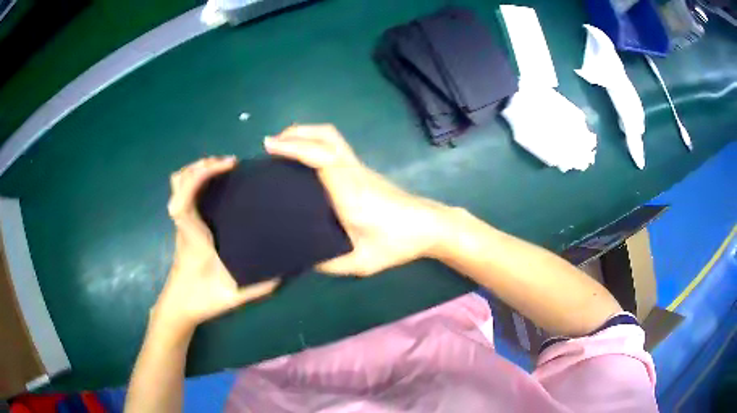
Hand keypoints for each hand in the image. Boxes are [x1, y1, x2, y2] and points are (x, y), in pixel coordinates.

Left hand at [154, 157, 279, 331]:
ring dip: (197, 169)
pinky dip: (195, 178)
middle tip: (229, 165)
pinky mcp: (183, 224)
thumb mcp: (234, 296)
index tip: (228, 166)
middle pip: (177, 183)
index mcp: (194, 238)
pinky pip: (182, 191)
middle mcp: (184, 225)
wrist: (178, 305)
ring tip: (222, 168)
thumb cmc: (202, 299)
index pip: (183, 202)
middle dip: (201, 166)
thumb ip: (260, 285)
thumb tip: (287, 269)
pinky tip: (214, 183)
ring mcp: (181, 223)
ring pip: (177, 184)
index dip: (200, 177)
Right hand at [264, 124, 453, 275]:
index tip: (269, 147)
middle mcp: (353, 172)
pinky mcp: (363, 170)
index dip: (293, 147)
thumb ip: (328, 262)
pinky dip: (314, 144)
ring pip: (332, 138)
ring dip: (306, 135)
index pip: (320, 158)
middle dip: (297, 133)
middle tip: (271, 145)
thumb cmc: (398, 243)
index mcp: (349, 192)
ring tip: (282, 147)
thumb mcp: (361, 262)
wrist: (429, 226)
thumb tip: (302, 256)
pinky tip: (303, 161)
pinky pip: (335, 147)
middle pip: (327, 136)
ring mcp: (359, 168)